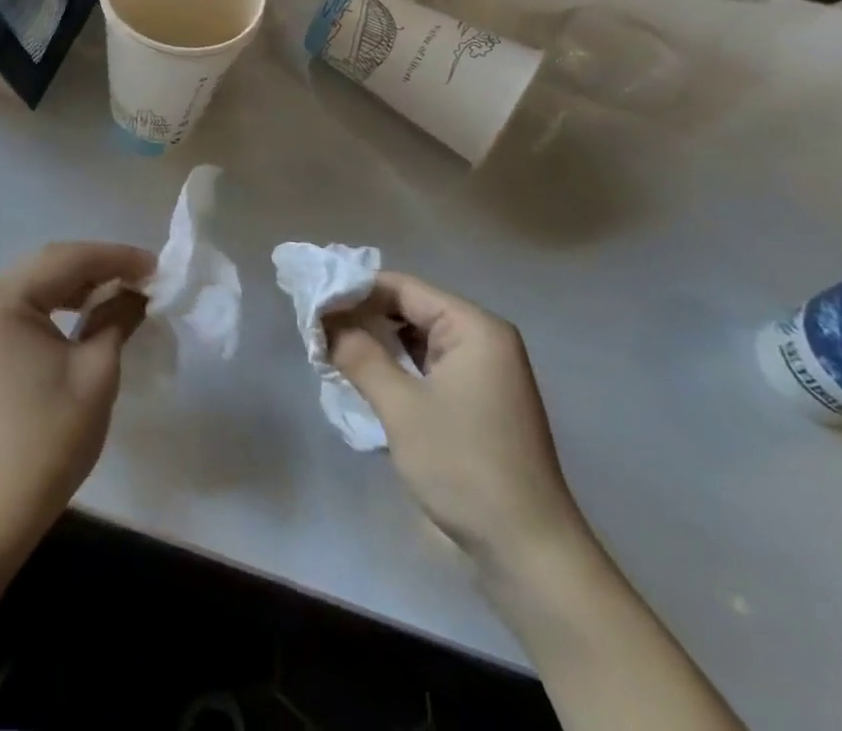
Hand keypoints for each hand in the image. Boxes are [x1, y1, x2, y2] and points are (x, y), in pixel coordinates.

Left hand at [0, 241, 154, 541]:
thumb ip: (118, 316)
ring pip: (37, 283)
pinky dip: (57, 303)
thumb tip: (140, 290)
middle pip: (49, 265)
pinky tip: (87, 310)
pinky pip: (24, 306)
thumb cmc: (51, 437)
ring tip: (123, 289)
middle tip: (144, 276)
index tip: (157, 266)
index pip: (68, 260)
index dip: (117, 258)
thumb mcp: (97, 370)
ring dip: (79, 283)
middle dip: (99, 266)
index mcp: (4, 299)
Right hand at [326, 272, 584, 567]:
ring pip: (416, 340)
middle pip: (409, 309)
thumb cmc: (465, 467)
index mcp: (474, 327)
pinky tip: (364, 379)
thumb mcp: (401, 407)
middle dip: (362, 318)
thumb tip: (323, 321)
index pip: (402, 288)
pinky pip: (428, 367)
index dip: (354, 290)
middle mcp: (483, 340)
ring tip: (331, 351)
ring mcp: (483, 373)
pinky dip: (396, 368)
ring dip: (376, 344)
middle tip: (316, 330)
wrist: (529, 554)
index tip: (312, 303)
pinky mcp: (478, 402)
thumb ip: (358, 354)